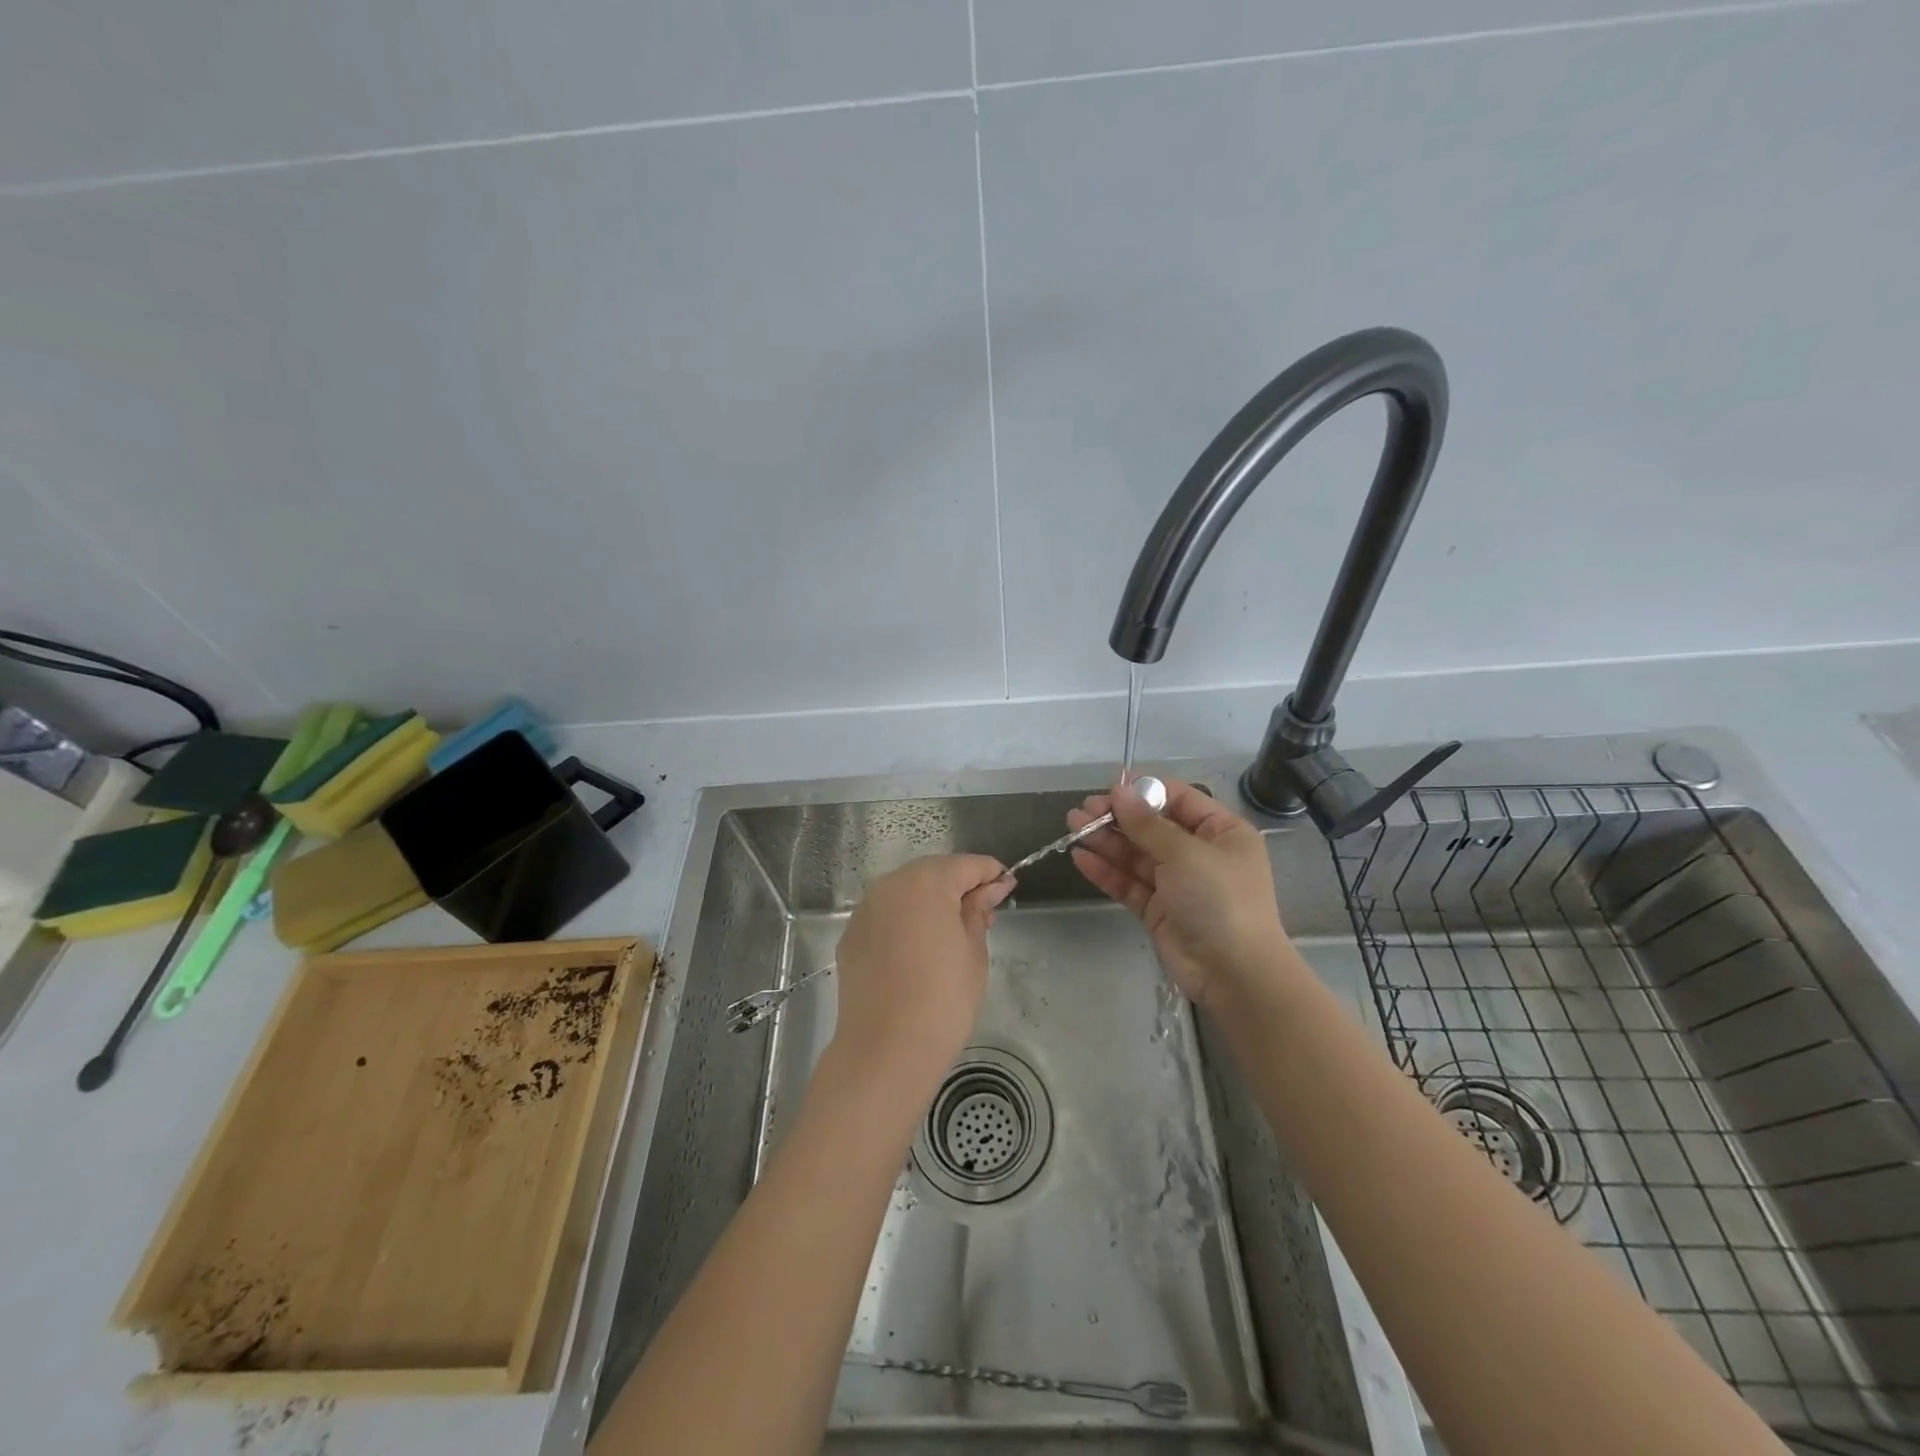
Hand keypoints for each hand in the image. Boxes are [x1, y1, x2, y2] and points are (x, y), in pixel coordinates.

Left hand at [829, 854, 1012, 1097]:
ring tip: (951, 935)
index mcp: (926, 883)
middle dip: (959, 886)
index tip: (1007, 890)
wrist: (885, 1051)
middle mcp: (890, 885)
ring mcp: (865, 910)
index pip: (967, 865)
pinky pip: (886, 915)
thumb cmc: (943, 1000)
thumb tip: (991, 888)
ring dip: (930, 903)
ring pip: (906, 892)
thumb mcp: (973, 952)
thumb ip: (979, 911)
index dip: (991, 874)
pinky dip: (905, 921)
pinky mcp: (851, 936)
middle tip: (982, 916)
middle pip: (933, 872)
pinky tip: (918, 951)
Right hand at [1068, 776, 1290, 1010]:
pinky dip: (1107, 870)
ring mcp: (1178, 883)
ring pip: (1136, 854)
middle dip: (1118, 817)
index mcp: (1221, 832)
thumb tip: (1118, 791)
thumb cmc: (1219, 899)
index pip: (1178, 799)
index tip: (1110, 789)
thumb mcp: (1185, 853)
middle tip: (1083, 810)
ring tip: (1073, 826)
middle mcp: (1200, 853)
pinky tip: (1081, 857)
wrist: (1234, 973)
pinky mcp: (1159, 909)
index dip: (1144, 792)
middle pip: (1152, 827)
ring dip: (1106, 840)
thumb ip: (1146, 824)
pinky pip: (1129, 883)